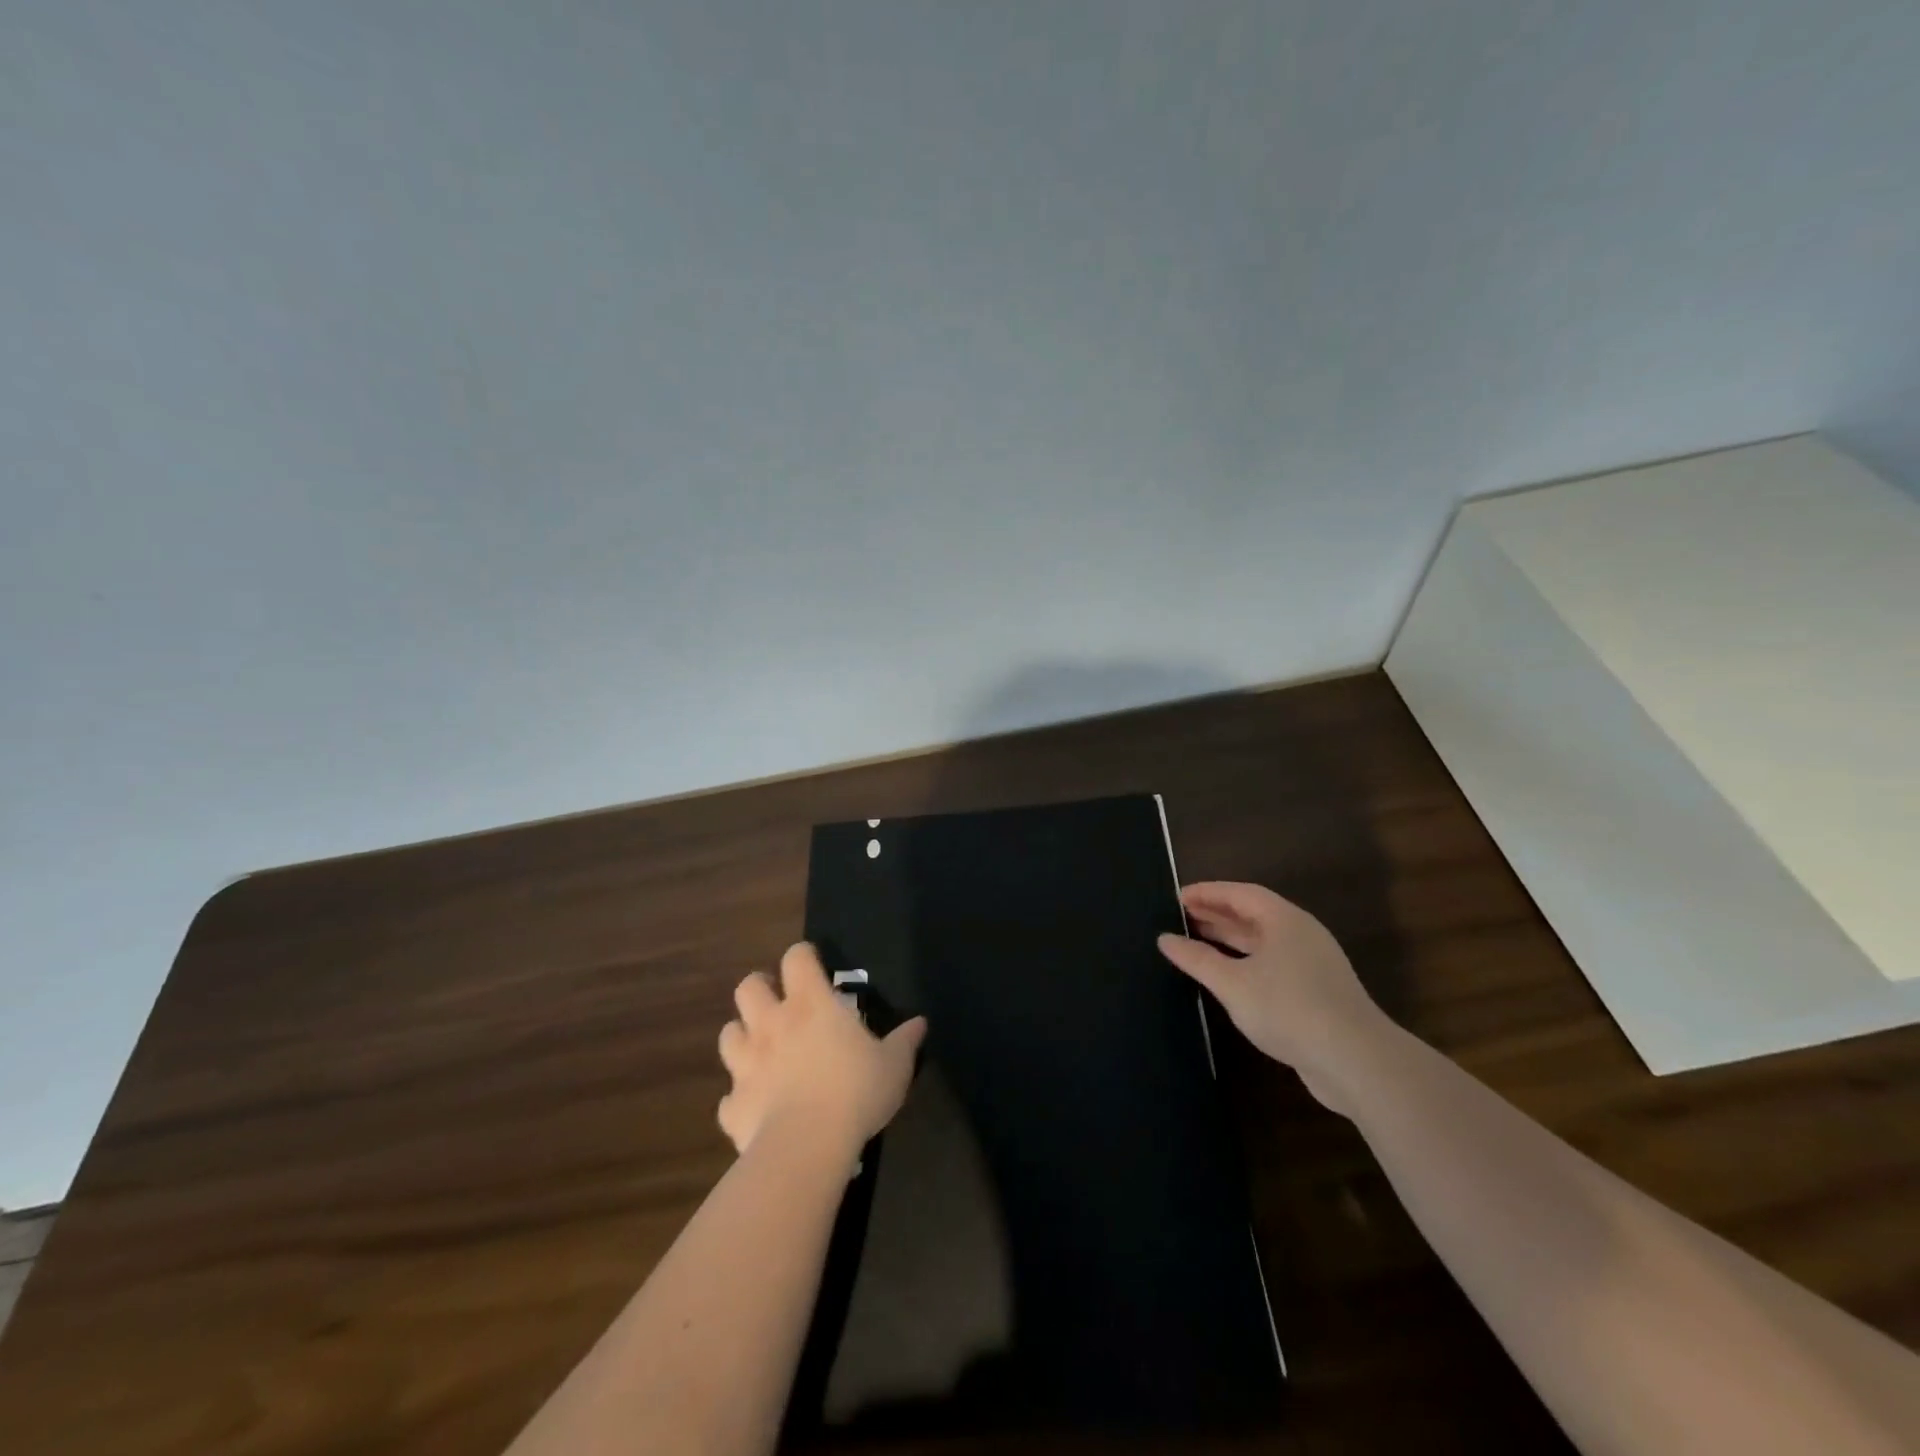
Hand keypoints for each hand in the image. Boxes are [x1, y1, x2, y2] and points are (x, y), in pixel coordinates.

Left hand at [717, 942, 927, 1159]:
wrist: (806, 1146)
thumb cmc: (855, 1091)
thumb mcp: (894, 1065)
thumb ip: (904, 1041)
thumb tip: (920, 1023)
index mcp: (811, 1004)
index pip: (796, 958)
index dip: (802, 956)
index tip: (812, 964)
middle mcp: (772, 1024)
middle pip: (748, 987)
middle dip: (759, 988)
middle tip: (778, 1002)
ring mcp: (746, 1064)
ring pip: (729, 1034)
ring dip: (742, 1036)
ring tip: (761, 1049)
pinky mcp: (732, 1105)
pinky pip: (729, 1097)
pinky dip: (740, 1097)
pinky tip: (756, 1107)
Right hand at [1158, 881, 1388, 1114]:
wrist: (1357, 1061)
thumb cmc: (1289, 1009)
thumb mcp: (1233, 984)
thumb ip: (1197, 959)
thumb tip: (1165, 939)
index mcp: (1284, 920)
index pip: (1240, 893)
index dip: (1208, 892)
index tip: (1177, 897)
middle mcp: (1301, 934)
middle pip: (1253, 914)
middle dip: (1217, 914)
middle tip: (1181, 917)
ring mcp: (1312, 964)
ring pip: (1264, 941)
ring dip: (1230, 939)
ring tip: (1197, 941)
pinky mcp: (1317, 992)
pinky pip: (1273, 963)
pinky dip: (1246, 962)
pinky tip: (1228, 977)